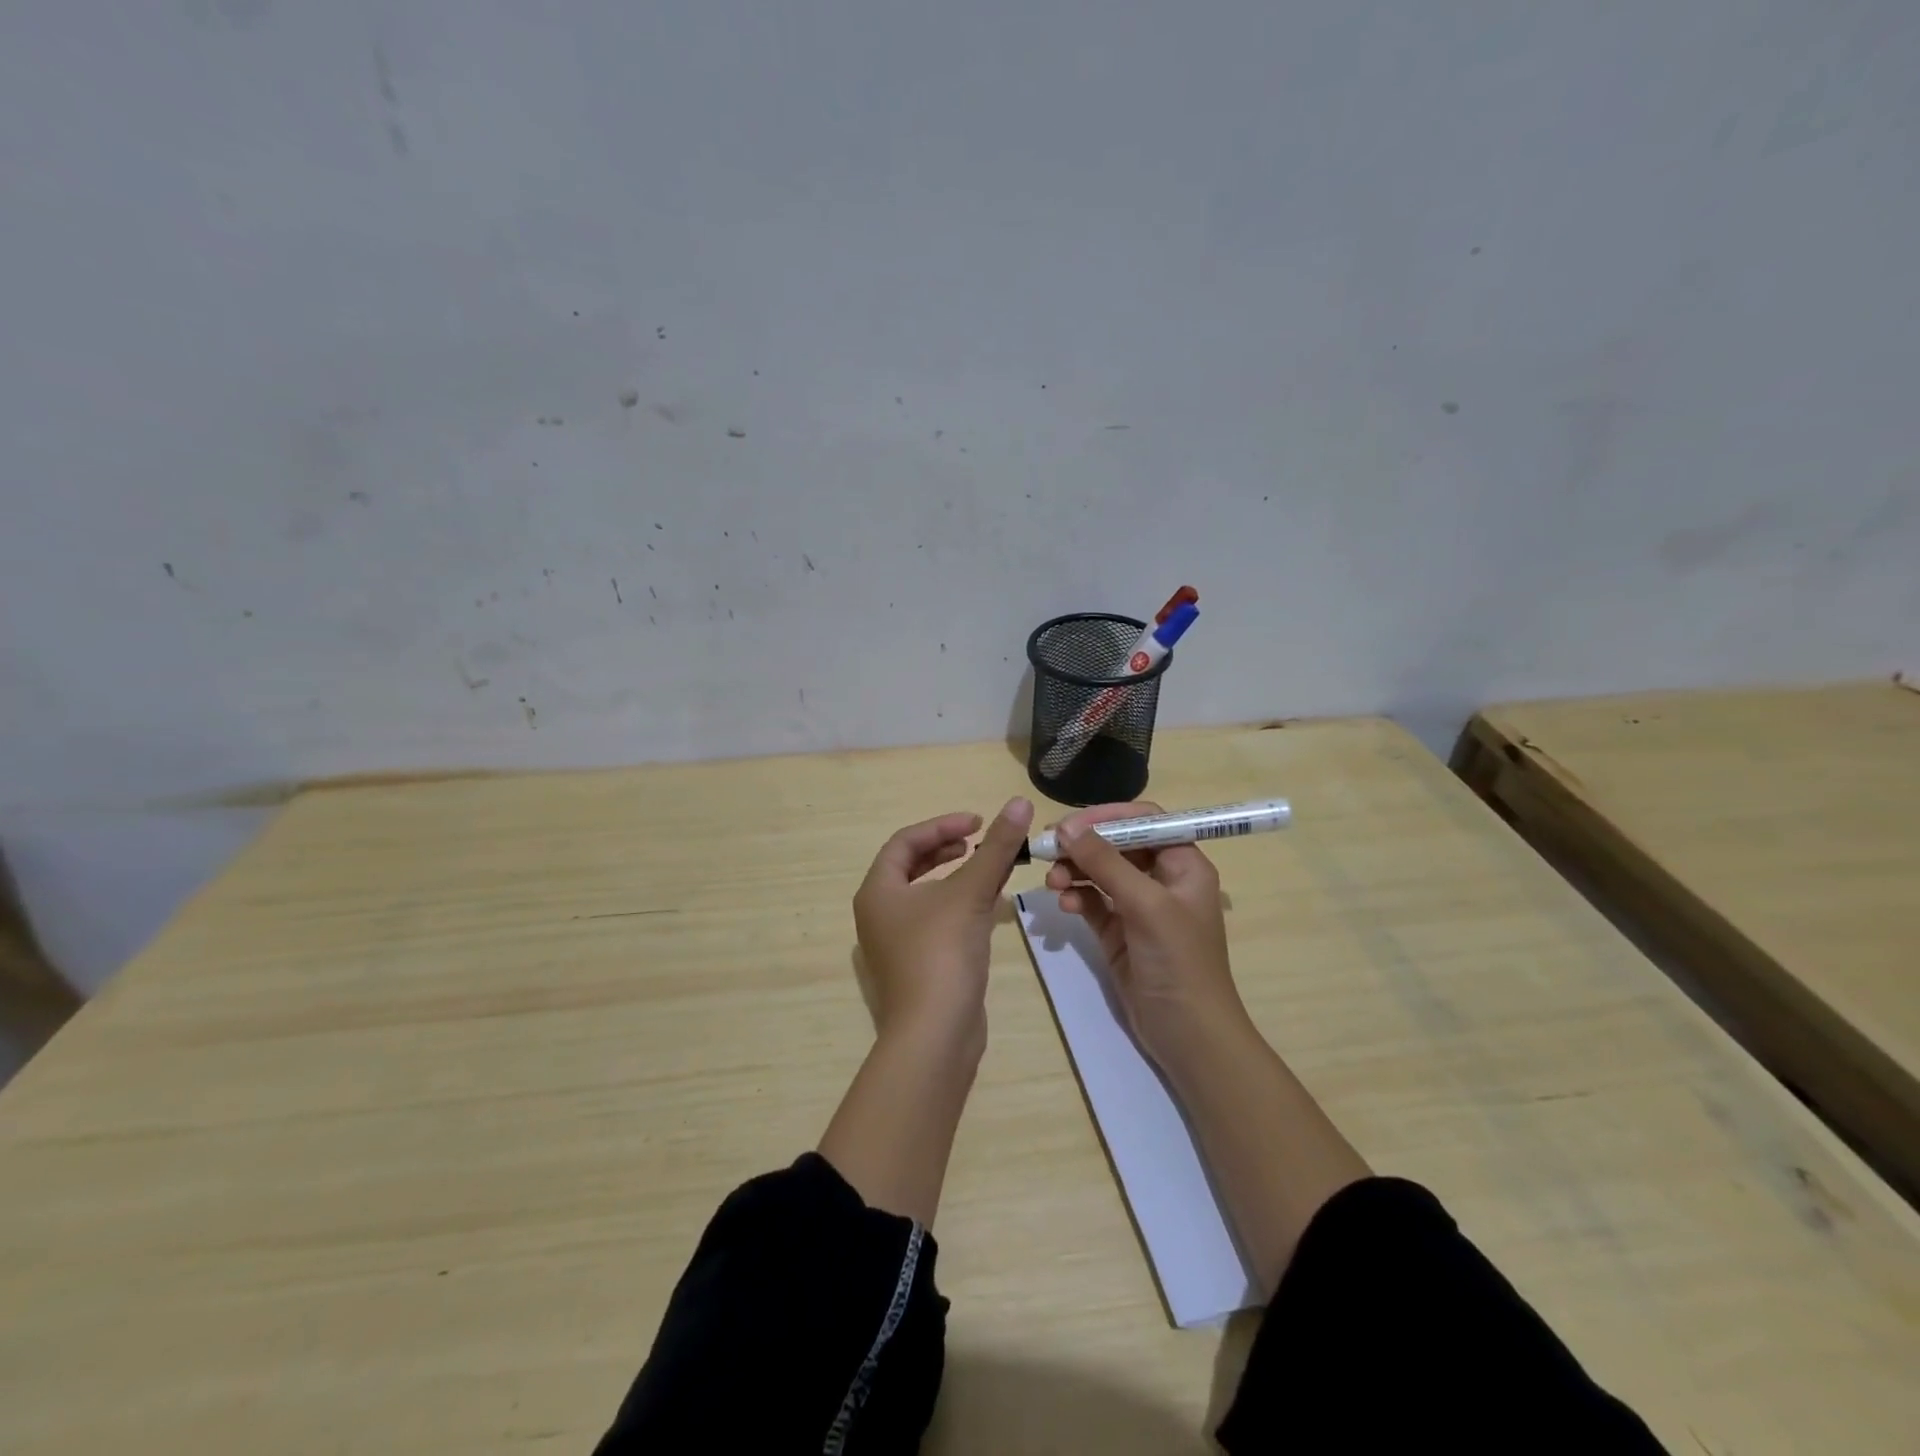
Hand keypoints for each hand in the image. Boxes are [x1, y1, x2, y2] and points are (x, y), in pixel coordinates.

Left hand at [853, 797, 1034, 1052]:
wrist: (935, 1035)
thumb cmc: (942, 953)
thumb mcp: (971, 892)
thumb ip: (995, 847)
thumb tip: (1020, 802)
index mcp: (878, 891)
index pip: (905, 842)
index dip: (942, 825)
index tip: (978, 823)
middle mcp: (879, 914)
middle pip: (910, 866)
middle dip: (945, 848)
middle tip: (978, 841)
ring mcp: (896, 943)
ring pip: (925, 894)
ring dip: (955, 876)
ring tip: (987, 868)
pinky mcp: (917, 966)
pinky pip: (936, 921)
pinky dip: (959, 905)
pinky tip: (988, 907)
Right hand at [1044, 801, 1249, 1073]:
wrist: (1189, 1036)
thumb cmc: (1179, 962)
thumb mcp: (1146, 906)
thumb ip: (1106, 863)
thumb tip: (1067, 828)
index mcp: (1183, 865)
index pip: (1145, 821)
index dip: (1108, 817)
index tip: (1071, 825)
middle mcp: (1162, 879)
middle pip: (1116, 844)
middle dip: (1084, 845)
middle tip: (1049, 849)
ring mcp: (1138, 907)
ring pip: (1099, 872)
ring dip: (1074, 871)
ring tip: (1052, 882)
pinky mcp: (1118, 932)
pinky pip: (1092, 902)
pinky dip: (1076, 898)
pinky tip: (1064, 905)